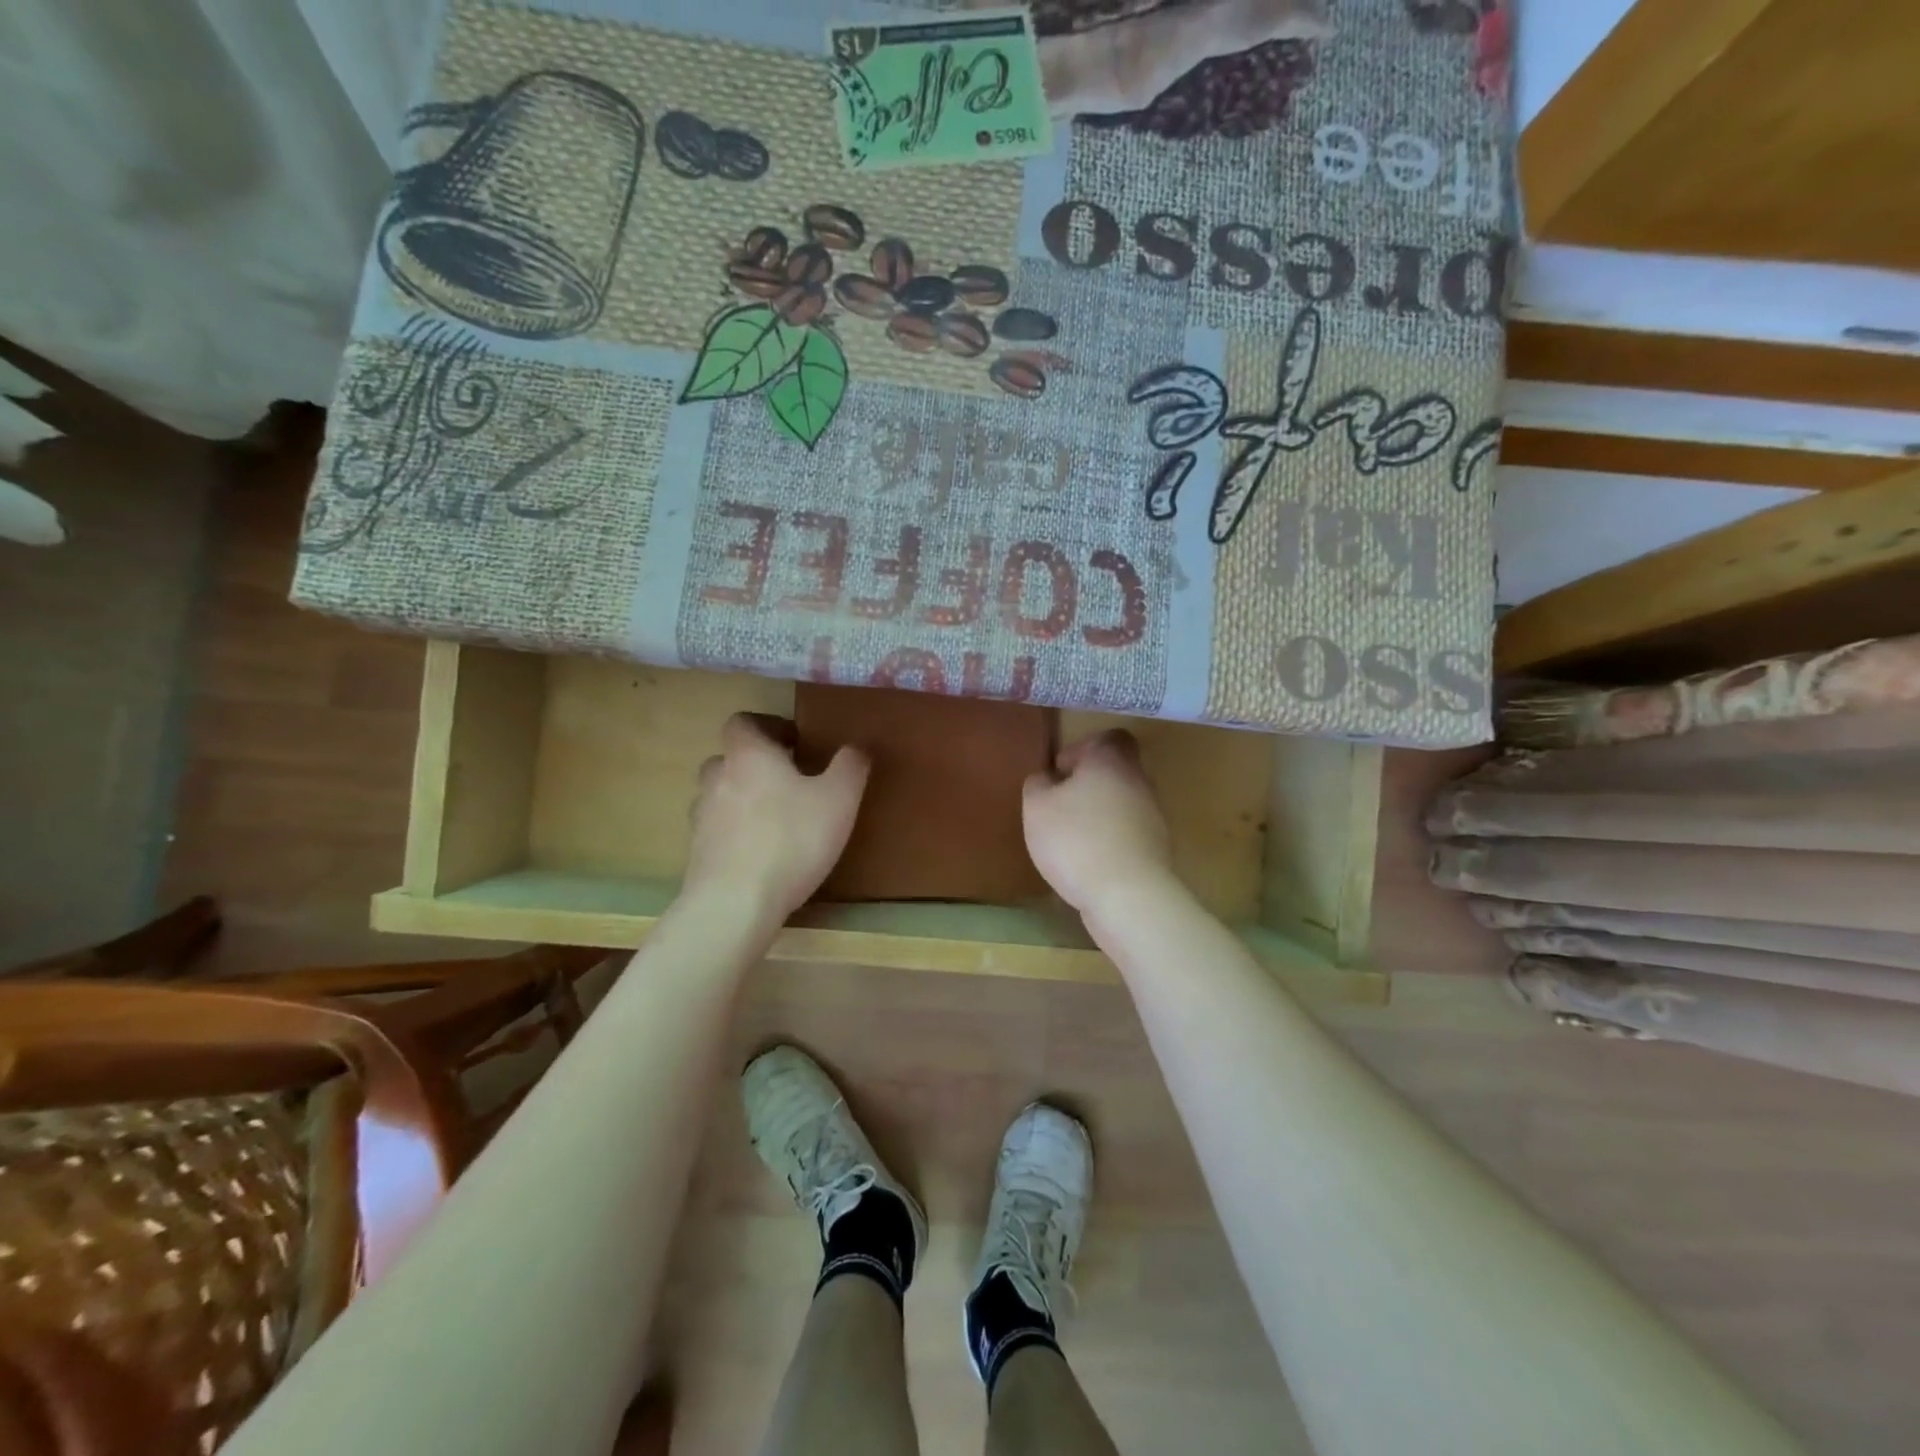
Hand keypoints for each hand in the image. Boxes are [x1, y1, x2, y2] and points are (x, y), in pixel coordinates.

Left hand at [683, 714, 869, 922]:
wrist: (735, 904)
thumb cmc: (791, 840)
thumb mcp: (839, 799)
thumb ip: (850, 766)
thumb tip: (857, 747)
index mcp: (748, 754)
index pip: (743, 722)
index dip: (767, 726)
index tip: (795, 743)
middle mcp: (717, 777)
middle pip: (730, 758)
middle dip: (756, 765)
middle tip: (789, 781)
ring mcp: (700, 817)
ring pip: (720, 795)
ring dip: (743, 799)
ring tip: (775, 819)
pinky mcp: (697, 852)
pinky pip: (717, 831)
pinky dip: (735, 833)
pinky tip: (761, 854)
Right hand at [1022, 731, 1175, 916]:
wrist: (1127, 895)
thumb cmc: (1076, 839)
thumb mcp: (1037, 807)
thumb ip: (1037, 785)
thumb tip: (1046, 779)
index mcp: (1112, 761)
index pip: (1109, 738)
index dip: (1083, 748)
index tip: (1061, 770)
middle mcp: (1140, 781)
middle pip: (1117, 771)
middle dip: (1089, 784)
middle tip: (1061, 804)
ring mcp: (1153, 816)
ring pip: (1124, 803)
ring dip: (1100, 814)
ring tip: (1071, 837)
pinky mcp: (1157, 849)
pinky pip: (1129, 833)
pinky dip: (1111, 840)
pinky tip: (1089, 861)